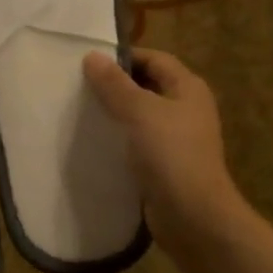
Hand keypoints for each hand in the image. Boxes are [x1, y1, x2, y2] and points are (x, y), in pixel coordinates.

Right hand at [83, 48, 243, 249]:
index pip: (155, 59)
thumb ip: (114, 84)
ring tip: (81, 113)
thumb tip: (92, 56)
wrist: (193, 216)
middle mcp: (186, 109)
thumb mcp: (139, 111)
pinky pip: (139, 143)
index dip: (125, 57)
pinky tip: (95, 144)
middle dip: (116, 85)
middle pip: (148, 86)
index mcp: (188, 88)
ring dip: (116, 114)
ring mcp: (177, 139)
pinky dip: (120, 140)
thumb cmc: (170, 154)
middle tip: (79, 87)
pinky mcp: (166, 165)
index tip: (90, 63)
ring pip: (141, 116)